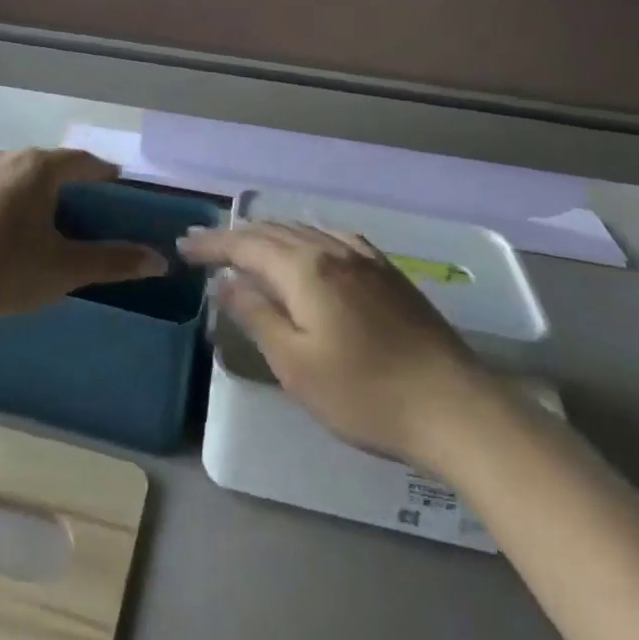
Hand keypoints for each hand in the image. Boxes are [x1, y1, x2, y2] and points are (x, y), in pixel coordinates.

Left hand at [0, 148, 166, 335]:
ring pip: (9, 175)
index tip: (115, 187)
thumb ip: (113, 261)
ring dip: (27, 192)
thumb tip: (159, 260)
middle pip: (44, 165)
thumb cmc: (1, 274)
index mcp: (37, 168)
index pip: (81, 161)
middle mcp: (2, 158)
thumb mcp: (64, 270)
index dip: (102, 173)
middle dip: (65, 184)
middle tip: (79, 212)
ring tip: (35, 224)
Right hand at [179, 222, 489, 462]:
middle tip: (204, 246)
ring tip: (246, 245)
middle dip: (234, 237)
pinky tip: (309, 246)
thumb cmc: (366, 394)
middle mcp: (332, 250)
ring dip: (268, 235)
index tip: (183, 247)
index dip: (212, 244)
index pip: (246, 246)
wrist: (455, 407)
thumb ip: (256, 316)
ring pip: (303, 231)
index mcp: (305, 270)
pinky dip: (306, 236)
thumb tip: (225, 281)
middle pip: (273, 232)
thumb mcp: (296, 365)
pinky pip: (334, 237)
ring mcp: (364, 258)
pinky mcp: (387, 272)